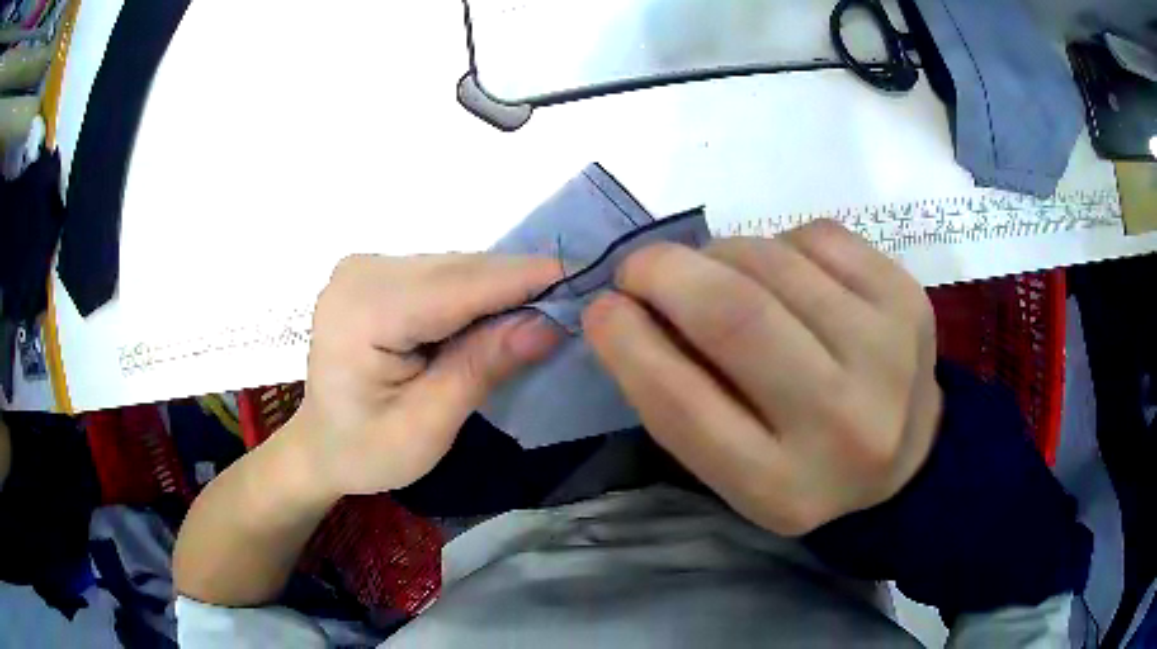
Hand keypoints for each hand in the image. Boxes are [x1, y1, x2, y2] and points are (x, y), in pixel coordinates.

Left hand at [285, 254, 562, 499]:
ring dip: (499, 288)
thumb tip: (548, 325)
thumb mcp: (428, 426)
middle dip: (517, 284)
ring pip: (453, 267)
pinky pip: (441, 274)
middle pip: (457, 270)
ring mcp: (366, 268)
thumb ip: (481, 368)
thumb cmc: (368, 450)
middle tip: (576, 299)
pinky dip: (475, 292)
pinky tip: (498, 311)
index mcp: (362, 312)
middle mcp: (361, 273)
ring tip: (544, 308)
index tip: (585, 275)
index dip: (522, 280)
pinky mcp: (376, 273)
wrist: (322, 445)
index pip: (456, 286)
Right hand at [583, 220, 941, 535]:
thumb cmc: (805, 466)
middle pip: (735, 316)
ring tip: (716, 274)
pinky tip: (785, 273)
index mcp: (784, 488)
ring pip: (773, 260)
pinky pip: (817, 235)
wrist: (907, 455)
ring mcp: (889, 352)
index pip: (685, 405)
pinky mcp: (908, 297)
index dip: (627, 343)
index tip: (601, 307)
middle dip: (665, 273)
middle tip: (640, 268)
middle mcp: (845, 424)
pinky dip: (778, 242)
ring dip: (720, 254)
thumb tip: (630, 306)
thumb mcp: (735, 468)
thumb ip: (680, 399)